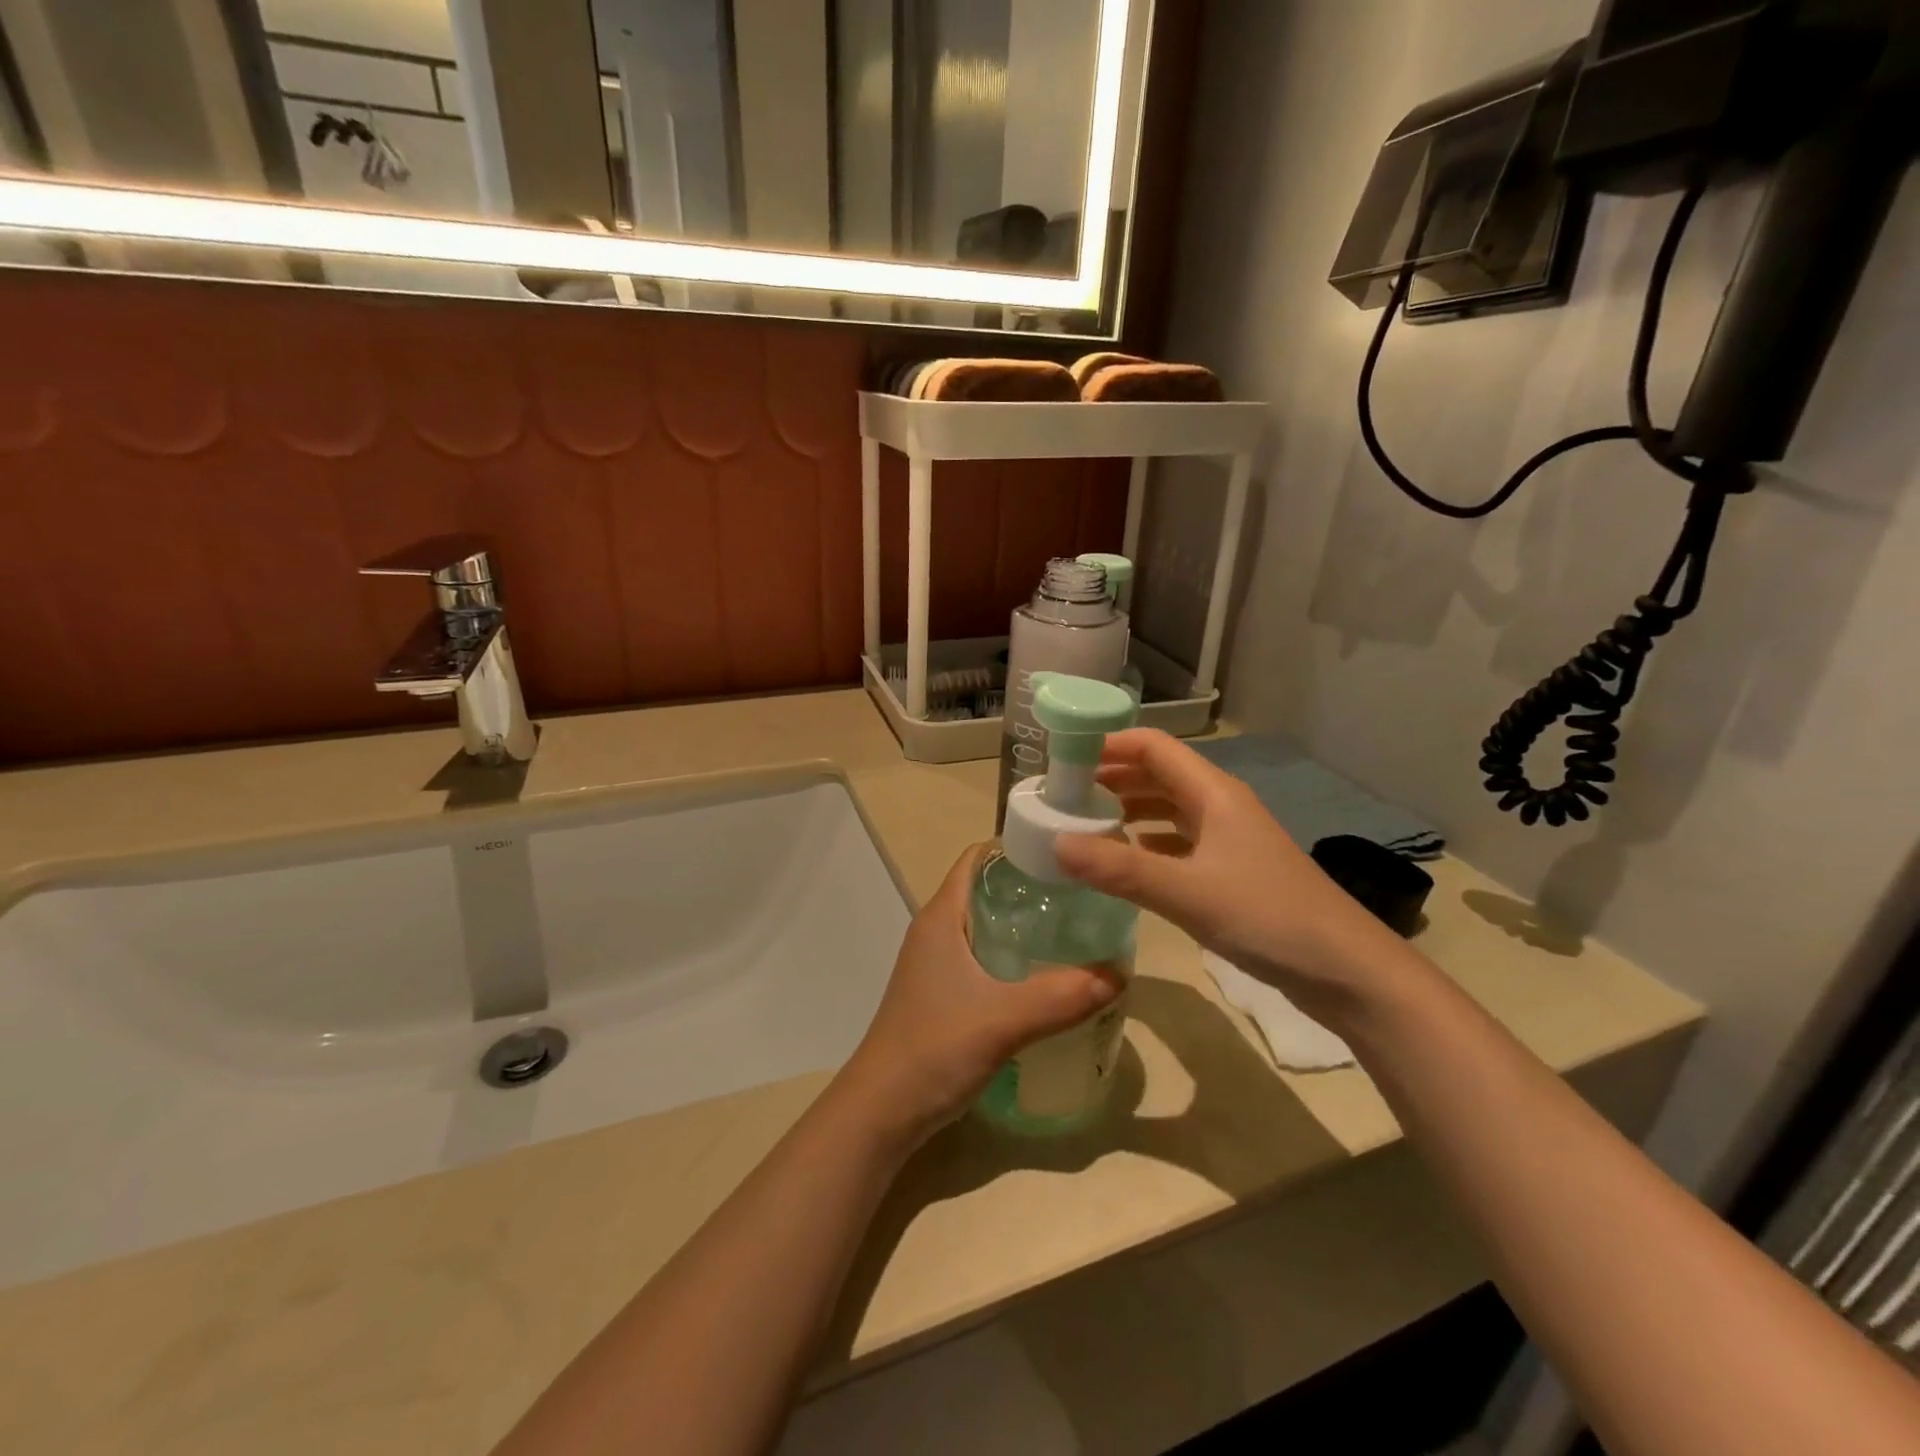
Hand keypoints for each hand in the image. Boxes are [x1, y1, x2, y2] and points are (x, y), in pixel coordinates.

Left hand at [837, 845, 1120, 1147]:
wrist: (882, 1111)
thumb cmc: (934, 1049)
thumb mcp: (1004, 1020)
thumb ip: (1062, 996)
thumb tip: (1120, 973)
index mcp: (941, 916)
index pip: (978, 857)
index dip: (1018, 847)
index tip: (1066, 855)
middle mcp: (936, 930)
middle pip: (987, 889)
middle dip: (1032, 888)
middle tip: (1084, 896)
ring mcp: (936, 963)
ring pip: (986, 926)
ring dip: (1025, 925)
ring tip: (1075, 932)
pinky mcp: (942, 993)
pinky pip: (984, 958)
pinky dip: (1015, 957)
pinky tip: (1047, 977)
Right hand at [1055, 730, 1409, 1024]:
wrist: (1346, 970)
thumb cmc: (1267, 916)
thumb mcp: (1186, 892)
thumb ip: (1119, 868)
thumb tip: (1056, 844)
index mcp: (1213, 793)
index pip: (1152, 746)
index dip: (1108, 744)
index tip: (1064, 759)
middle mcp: (1220, 805)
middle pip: (1158, 774)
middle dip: (1111, 777)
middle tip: (1063, 795)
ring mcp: (1229, 838)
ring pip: (1169, 808)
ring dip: (1128, 808)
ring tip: (1084, 823)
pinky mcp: (1233, 870)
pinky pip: (1180, 841)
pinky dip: (1148, 841)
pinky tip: (1126, 858)